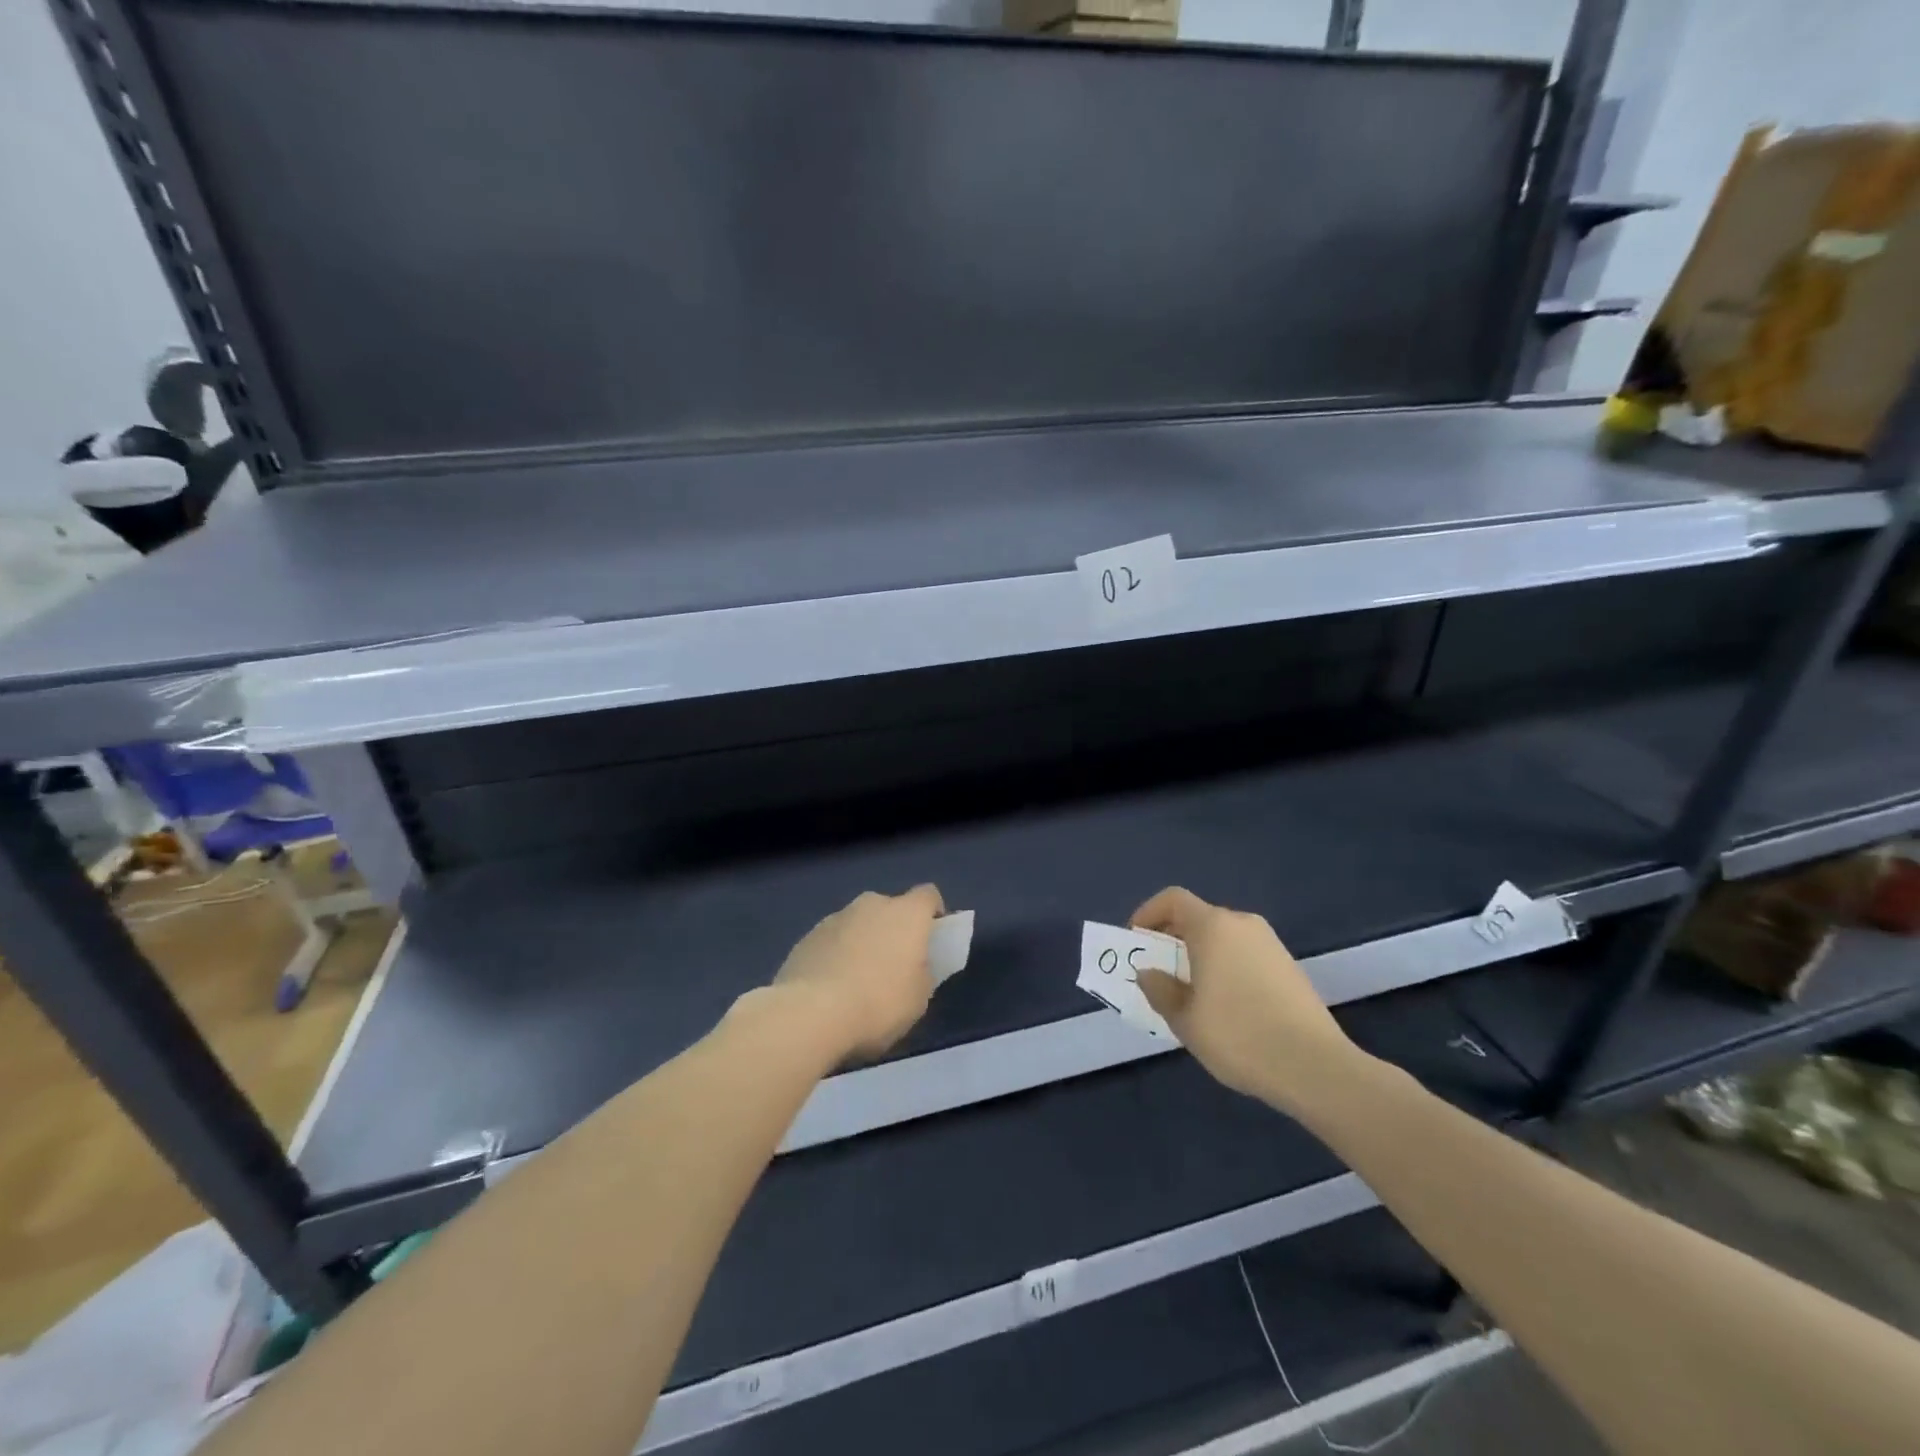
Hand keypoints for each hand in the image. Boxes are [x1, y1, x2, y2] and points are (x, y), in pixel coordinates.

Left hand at [772, 885, 944, 1060]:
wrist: (811, 1013)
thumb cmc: (879, 1003)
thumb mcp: (919, 997)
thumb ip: (922, 972)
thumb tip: (912, 965)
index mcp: (906, 913)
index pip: (928, 895)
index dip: (934, 913)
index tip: (933, 939)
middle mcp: (871, 904)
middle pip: (890, 908)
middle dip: (894, 930)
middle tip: (895, 965)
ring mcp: (835, 918)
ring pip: (858, 924)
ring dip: (863, 941)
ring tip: (858, 980)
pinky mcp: (807, 936)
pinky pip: (832, 941)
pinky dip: (836, 955)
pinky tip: (831, 987)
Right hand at [1132, 886, 1360, 1114]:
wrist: (1316, 1067)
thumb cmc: (1239, 1036)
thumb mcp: (1185, 1020)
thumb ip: (1160, 990)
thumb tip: (1149, 973)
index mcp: (1213, 927)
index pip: (1173, 899)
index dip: (1148, 913)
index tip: (1136, 941)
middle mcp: (1242, 924)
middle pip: (1199, 917)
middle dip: (1173, 938)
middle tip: (1159, 972)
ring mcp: (1271, 944)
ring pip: (1223, 938)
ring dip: (1200, 955)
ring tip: (1190, 993)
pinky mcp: (1289, 967)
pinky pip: (1245, 955)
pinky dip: (1226, 967)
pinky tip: (1226, 1006)